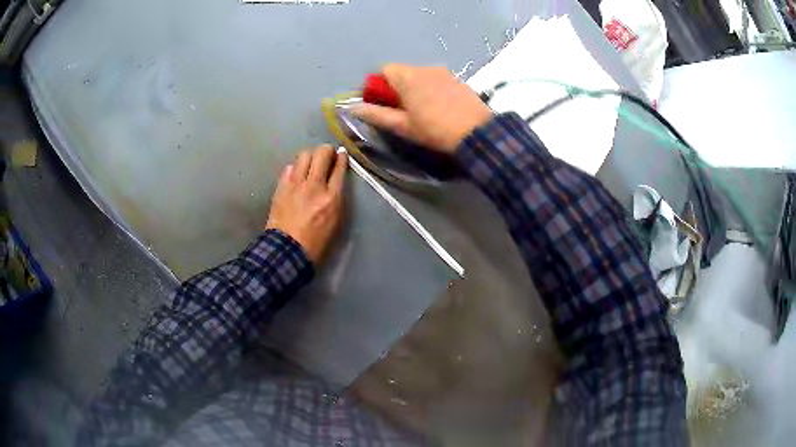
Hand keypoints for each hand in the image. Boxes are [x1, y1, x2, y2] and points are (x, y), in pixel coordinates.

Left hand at [266, 145, 347, 263]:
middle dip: (327, 150)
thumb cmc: (316, 242)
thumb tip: (334, 182)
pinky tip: (296, 175)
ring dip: (310, 155)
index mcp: (331, 198)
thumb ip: (336, 199)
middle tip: (327, 154)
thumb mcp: (335, 222)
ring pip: (304, 155)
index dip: (342, 158)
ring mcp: (295, 184)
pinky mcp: (281, 187)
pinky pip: (289, 168)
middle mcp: (314, 186)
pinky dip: (295, 168)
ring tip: (311, 162)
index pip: (339, 168)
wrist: (286, 251)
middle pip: (322, 154)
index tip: (342, 154)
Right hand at [352, 64, 493, 152]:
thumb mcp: (402, 126)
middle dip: (396, 88)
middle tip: (401, 111)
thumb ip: (376, 115)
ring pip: (419, 75)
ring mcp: (443, 72)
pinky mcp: (457, 79)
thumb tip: (352, 108)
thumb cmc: (434, 129)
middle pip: (401, 72)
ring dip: (414, 88)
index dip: (377, 86)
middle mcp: (425, 68)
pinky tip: (438, 108)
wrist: (477, 132)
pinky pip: (436, 79)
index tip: (380, 104)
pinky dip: (430, 89)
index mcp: (407, 76)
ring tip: (421, 111)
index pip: (383, 70)